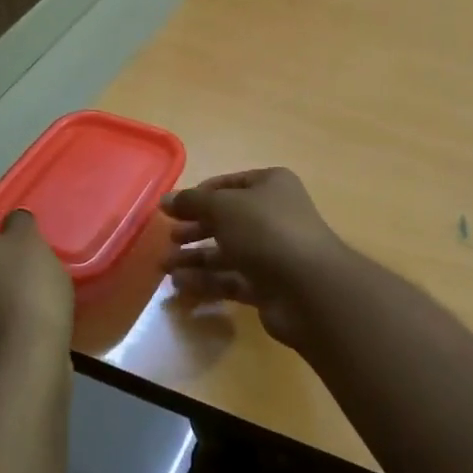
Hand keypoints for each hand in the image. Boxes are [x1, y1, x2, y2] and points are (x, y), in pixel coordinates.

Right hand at [162, 168, 354, 347]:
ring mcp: (273, 253)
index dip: (198, 196)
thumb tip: (166, 200)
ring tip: (165, 266)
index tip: (170, 209)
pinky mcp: (268, 286)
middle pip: (226, 220)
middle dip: (195, 230)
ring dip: (195, 258)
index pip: (228, 185)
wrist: (308, 287)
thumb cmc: (265, 231)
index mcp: (270, 186)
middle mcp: (274, 216)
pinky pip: (231, 280)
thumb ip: (192, 202)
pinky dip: (207, 281)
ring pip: (227, 252)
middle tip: (168, 240)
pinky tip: (180, 284)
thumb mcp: (223, 207)